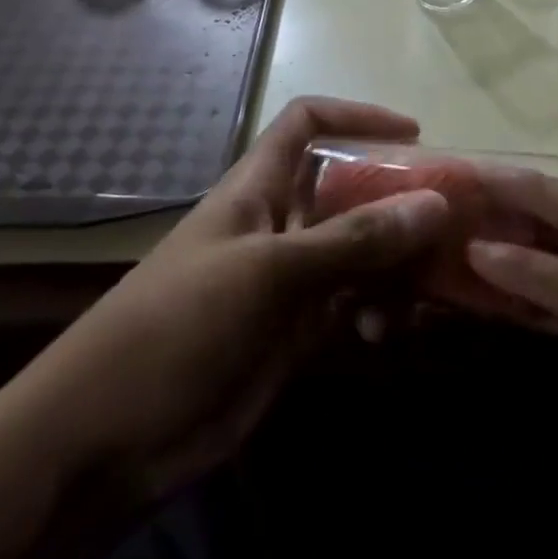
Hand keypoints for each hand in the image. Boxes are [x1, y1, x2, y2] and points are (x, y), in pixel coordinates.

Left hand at [0, 98, 451, 503]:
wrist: (106, 442)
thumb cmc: (177, 328)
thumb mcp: (268, 273)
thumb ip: (353, 240)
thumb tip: (436, 203)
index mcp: (257, 189)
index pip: (306, 124)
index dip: (356, 116)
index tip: (413, 135)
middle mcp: (278, 224)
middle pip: (347, 190)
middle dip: (397, 200)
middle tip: (452, 222)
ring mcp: (288, 281)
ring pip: (359, 252)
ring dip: (396, 265)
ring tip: (426, 290)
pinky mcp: (296, 334)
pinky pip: (353, 306)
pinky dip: (379, 312)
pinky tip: (390, 333)